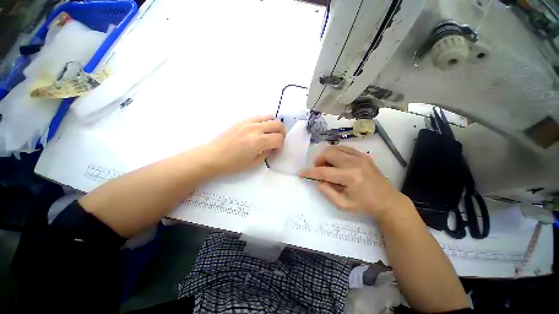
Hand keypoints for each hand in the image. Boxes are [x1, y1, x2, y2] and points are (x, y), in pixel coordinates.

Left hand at [203, 115, 284, 174]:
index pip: (279, 138)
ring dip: (274, 125)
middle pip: (278, 124)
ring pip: (270, 116)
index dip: (281, 145)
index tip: (275, 151)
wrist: (212, 156)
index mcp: (258, 141)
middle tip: (276, 141)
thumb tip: (271, 146)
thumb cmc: (232, 164)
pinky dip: (264, 122)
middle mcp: (255, 128)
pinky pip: (259, 116)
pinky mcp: (242, 120)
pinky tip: (260, 130)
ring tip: (270, 134)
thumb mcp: (253, 163)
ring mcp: (248, 122)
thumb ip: (266, 152)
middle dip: (281, 133)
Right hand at [299, 145, 410, 219]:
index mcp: (350, 177)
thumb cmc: (365, 205)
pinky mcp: (363, 155)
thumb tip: (318, 180)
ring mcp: (360, 156)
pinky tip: (337, 162)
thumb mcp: (343, 205)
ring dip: (326, 156)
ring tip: (328, 166)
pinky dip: (335, 153)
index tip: (301, 173)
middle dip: (318, 160)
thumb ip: (327, 192)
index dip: (310, 172)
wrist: (388, 201)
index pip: (323, 171)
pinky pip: (344, 148)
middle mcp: (354, 163)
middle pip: (328, 153)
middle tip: (318, 169)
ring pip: (335, 148)